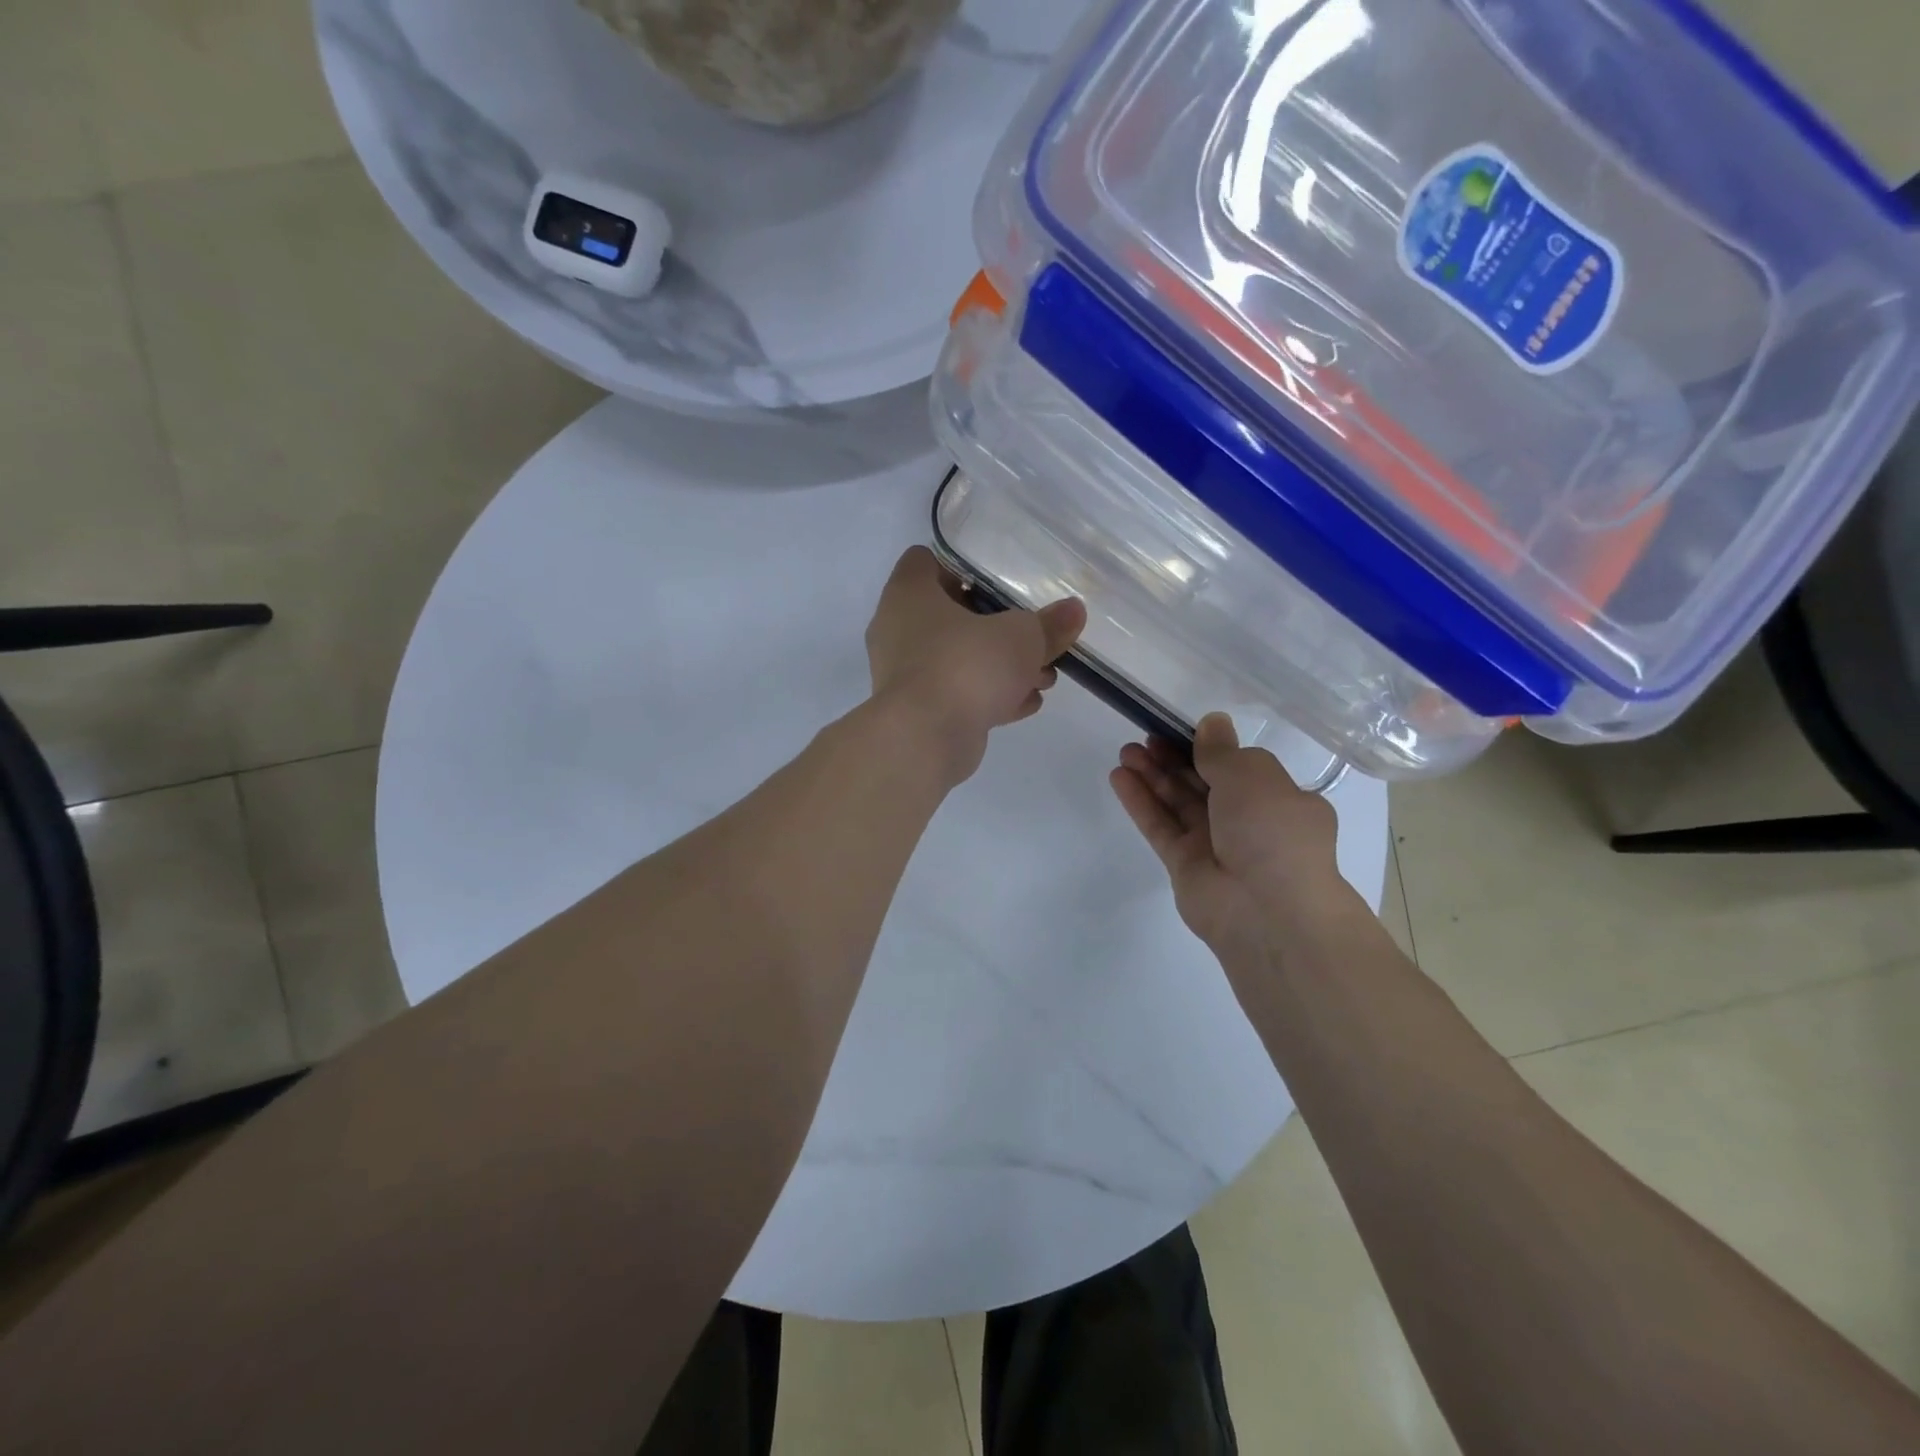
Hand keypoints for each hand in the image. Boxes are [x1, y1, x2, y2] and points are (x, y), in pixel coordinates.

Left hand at [866, 547, 1085, 784]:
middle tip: (1032, 638)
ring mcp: (904, 674)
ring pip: (957, 659)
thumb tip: (1073, 611)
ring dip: (998, 667)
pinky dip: (987, 697)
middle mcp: (897, 630)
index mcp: (908, 594)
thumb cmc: (965, 666)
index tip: (996, 582)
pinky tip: (1026, 704)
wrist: (924, 740)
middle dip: (996, 628)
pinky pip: (957, 694)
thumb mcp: (1021, 638)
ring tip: (1043, 678)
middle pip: (949, 615)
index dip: (960, 567)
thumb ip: (1048, 625)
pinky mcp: (916, 712)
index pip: (924, 561)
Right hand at [1110, 714, 1346, 961]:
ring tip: (1125, 752)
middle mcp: (1249, 822)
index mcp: (1279, 800)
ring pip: (1178, 803)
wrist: (1266, 910)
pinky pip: (1160, 826)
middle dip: (1174, 759)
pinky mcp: (1184, 865)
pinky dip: (1141, 802)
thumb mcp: (1252, 776)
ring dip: (1153, 776)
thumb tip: (1213, 723)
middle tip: (1144, 738)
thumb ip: (1222, 750)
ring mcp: (1215, 845)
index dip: (1208, 747)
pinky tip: (1119, 778)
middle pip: (1204, 783)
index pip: (1241, 768)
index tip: (1179, 729)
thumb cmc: (1271, 832)